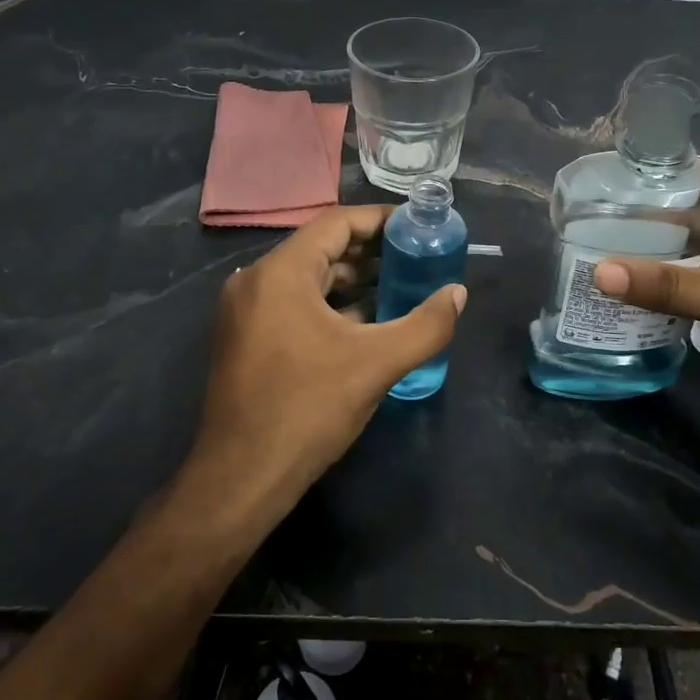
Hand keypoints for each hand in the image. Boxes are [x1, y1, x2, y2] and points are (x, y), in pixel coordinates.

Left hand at [189, 204, 465, 513]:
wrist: (241, 479)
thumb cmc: (307, 410)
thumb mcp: (376, 365)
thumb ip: (426, 325)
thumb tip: (458, 293)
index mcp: (279, 273)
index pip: (336, 223)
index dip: (380, 220)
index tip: (417, 226)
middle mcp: (255, 281)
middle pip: (321, 249)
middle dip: (371, 252)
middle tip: (416, 258)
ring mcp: (245, 312)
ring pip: (308, 279)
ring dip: (353, 281)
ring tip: (401, 286)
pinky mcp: (246, 339)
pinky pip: (294, 305)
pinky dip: (331, 306)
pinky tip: (367, 322)